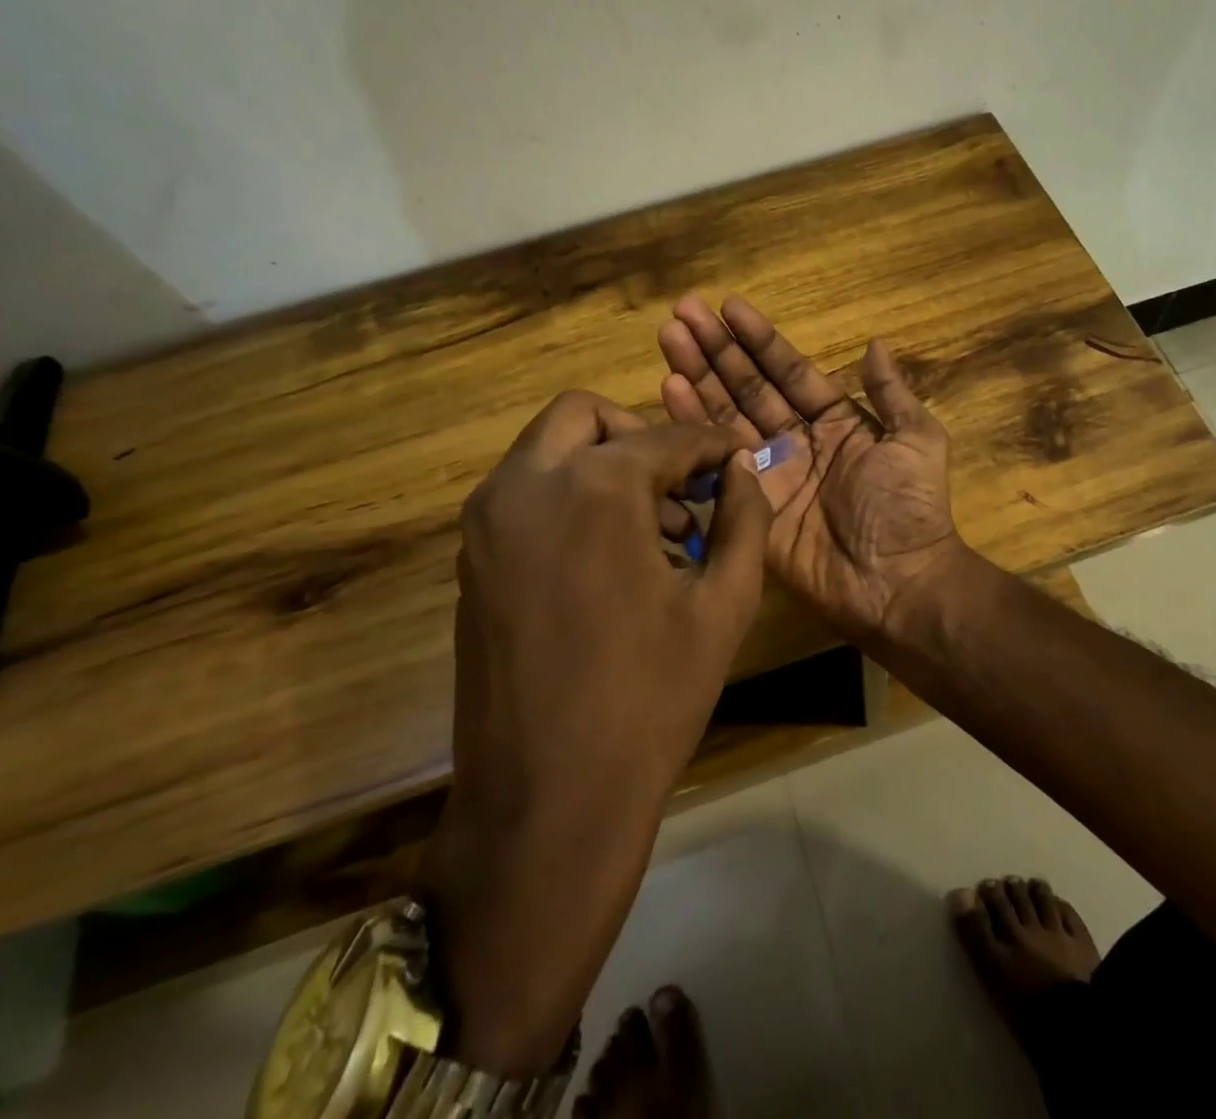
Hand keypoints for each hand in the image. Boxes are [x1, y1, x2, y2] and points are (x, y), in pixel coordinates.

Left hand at [421, 391, 770, 1073]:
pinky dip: (570, 496)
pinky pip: (525, 494)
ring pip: (547, 450)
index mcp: (595, 488)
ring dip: (603, 464)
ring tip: (657, 531)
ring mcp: (486, 522)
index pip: (666, 437)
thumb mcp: (724, 605)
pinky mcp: (470, 559)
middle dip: (641, 436)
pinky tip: (610, 558)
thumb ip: (745, 520)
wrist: (547, 801)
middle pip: (585, 415)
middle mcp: (526, 485)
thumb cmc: (651, 699)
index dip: (711, 444)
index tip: (736, 458)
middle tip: (682, 485)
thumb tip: (742, 471)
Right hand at [657, 293, 965, 641]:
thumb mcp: (917, 440)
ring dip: (697, 376)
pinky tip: (670, 389)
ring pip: (725, 414)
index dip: (759, 339)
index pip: (788, 370)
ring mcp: (768, 471)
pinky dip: (692, 424)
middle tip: (682, 312)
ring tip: (668, 338)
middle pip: (748, 385)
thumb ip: (892, 393)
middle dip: (716, 349)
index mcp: (834, 420)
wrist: (898, 581)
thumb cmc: (910, 507)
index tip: (728, 306)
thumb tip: (875, 342)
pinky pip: (717, 459)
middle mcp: (795, 439)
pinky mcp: (748, 503)